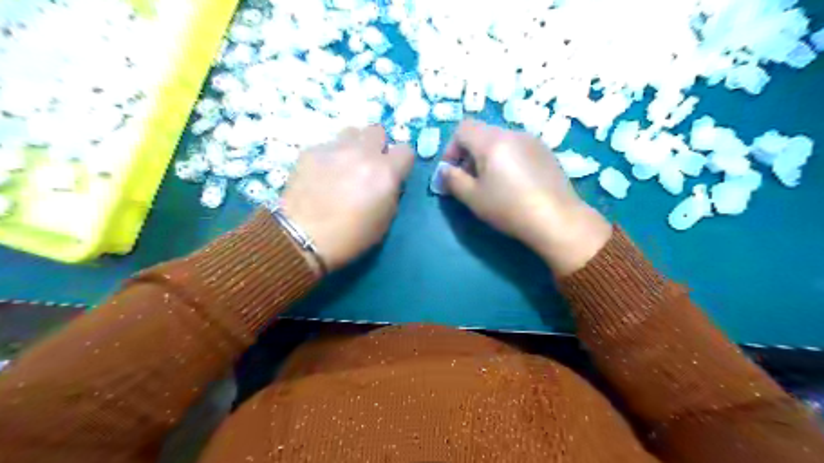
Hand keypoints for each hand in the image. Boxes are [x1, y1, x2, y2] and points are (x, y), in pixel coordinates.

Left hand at [284, 124, 415, 270]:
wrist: (303, 238)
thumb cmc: (351, 237)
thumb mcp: (385, 220)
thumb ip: (391, 192)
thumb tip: (387, 181)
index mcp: (386, 172)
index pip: (406, 149)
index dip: (401, 162)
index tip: (394, 172)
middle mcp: (363, 153)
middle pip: (378, 130)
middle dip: (377, 146)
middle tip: (369, 165)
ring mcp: (335, 148)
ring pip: (352, 132)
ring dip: (354, 145)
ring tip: (344, 165)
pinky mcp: (311, 150)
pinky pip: (327, 145)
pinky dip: (330, 157)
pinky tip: (321, 175)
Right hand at [445, 119, 610, 278]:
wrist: (557, 219)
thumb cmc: (509, 207)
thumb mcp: (473, 197)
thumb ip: (453, 180)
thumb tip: (445, 170)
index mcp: (492, 141)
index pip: (462, 128)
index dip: (451, 148)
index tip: (452, 171)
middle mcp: (512, 133)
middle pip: (482, 133)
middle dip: (469, 154)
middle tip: (470, 181)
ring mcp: (532, 141)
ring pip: (500, 141)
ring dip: (488, 157)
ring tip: (493, 184)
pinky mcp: (546, 152)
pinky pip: (517, 148)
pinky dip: (507, 159)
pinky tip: (515, 184)